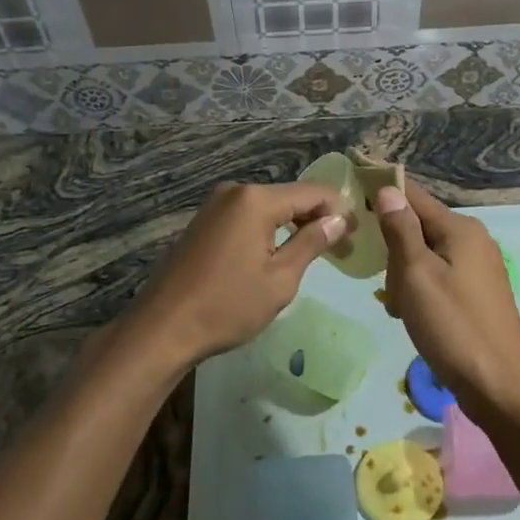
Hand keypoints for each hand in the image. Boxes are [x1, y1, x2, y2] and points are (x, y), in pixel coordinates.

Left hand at [123, 181, 346, 368]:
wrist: (163, 327)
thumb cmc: (227, 306)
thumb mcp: (280, 279)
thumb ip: (311, 243)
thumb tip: (338, 220)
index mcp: (256, 200)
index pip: (313, 193)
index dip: (339, 211)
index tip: (357, 236)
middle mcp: (235, 192)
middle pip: (290, 196)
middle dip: (317, 219)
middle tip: (341, 250)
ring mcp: (215, 205)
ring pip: (269, 207)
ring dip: (293, 225)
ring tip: (315, 253)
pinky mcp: (204, 222)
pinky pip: (248, 217)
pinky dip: (269, 230)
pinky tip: (278, 253)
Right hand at [374, 182, 519, 417]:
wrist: (498, 386)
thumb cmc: (453, 326)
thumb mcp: (417, 275)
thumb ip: (401, 230)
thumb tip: (389, 188)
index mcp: (460, 228)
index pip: (413, 195)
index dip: (383, 189)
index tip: (352, 187)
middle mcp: (473, 239)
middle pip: (418, 226)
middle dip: (393, 250)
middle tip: (388, 285)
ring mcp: (478, 267)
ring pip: (425, 255)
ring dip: (404, 275)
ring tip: (401, 308)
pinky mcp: (477, 292)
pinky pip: (438, 276)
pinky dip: (420, 290)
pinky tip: (413, 315)